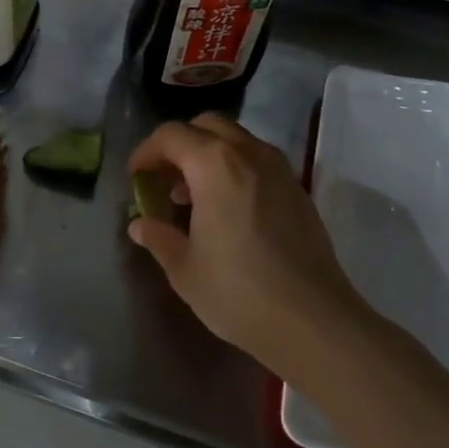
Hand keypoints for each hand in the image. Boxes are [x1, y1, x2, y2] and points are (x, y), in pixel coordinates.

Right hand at [127, 113, 368, 375]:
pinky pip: (259, 162)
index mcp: (214, 165)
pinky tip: (228, 211)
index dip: (146, 152)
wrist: (313, 321)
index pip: (171, 135)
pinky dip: (236, 170)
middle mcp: (249, 154)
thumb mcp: (184, 268)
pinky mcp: (298, 191)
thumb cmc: (238, 292)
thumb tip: (140, 224)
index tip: (135, 178)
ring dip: (209, 155)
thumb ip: (159, 237)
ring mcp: (280, 170)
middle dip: (179, 145)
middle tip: (164, 180)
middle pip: (207, 126)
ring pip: (237, 140)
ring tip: (193, 197)